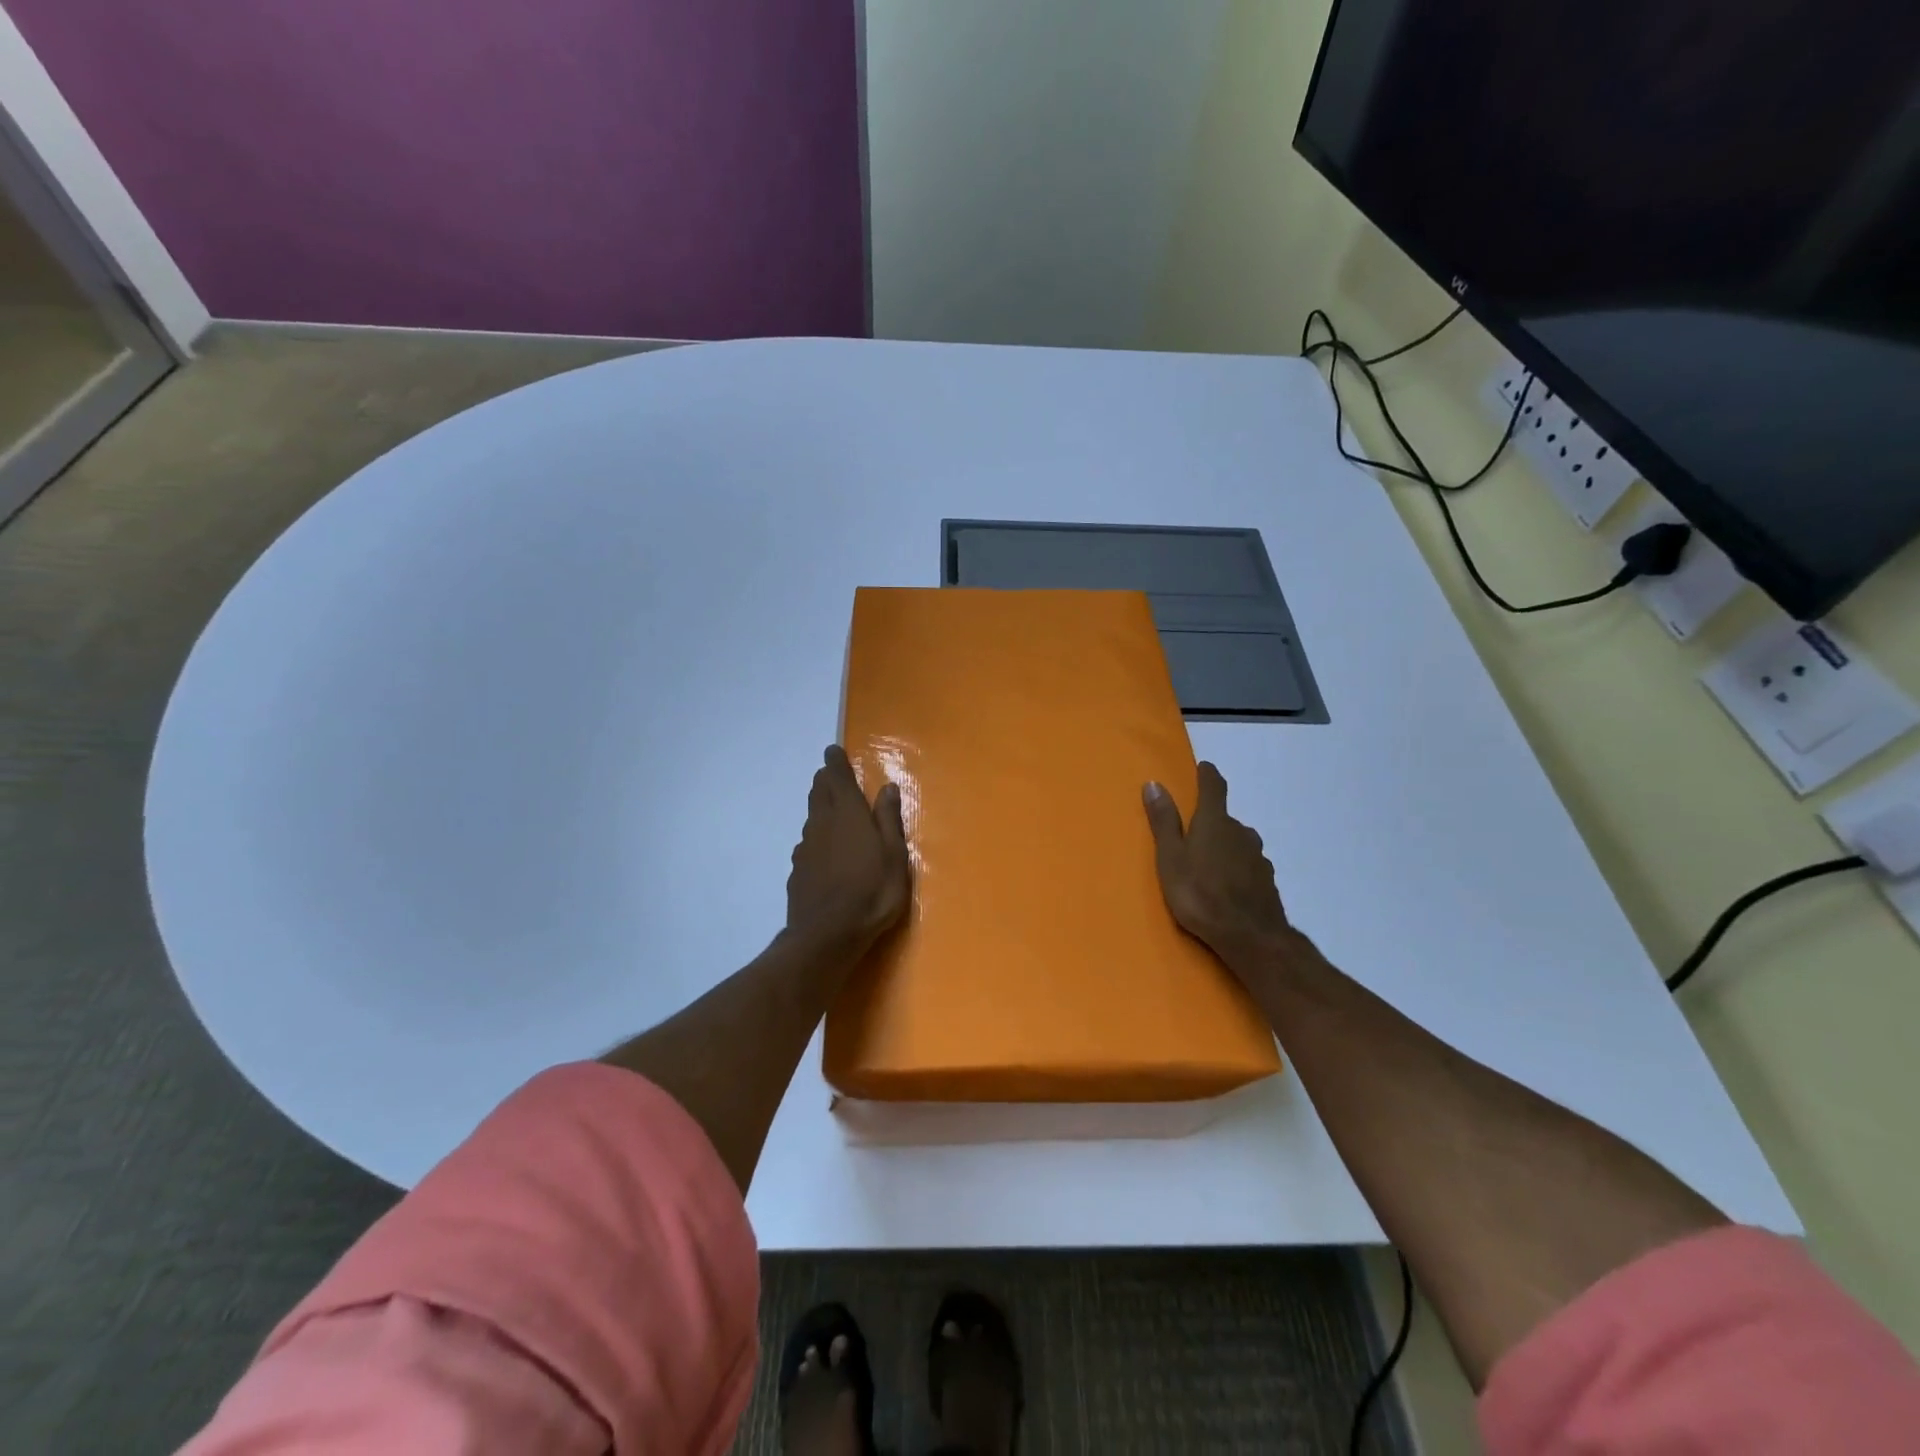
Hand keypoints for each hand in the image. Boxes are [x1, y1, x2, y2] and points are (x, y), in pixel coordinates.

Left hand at [786, 745, 911, 955]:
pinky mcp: (797, 870)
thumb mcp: (894, 856)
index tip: (833, 751)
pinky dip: (815, 838)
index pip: (838, 777)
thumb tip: (887, 787)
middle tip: (831, 776)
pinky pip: (807, 844)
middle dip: (825, 781)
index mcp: (849, 814)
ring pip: (811, 817)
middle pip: (819, 793)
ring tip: (829, 808)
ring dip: (819, 807)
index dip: (835, 762)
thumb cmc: (872, 892)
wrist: (826, 935)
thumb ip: (889, 819)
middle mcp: (823, 823)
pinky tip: (822, 851)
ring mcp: (806, 847)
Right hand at [1143, 762, 1298, 974]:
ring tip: (1208, 865)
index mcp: (1214, 822)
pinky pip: (1248, 866)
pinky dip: (1237, 868)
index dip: (1207, 776)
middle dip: (1210, 822)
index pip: (1213, 787)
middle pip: (1225, 819)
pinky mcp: (1267, 881)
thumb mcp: (1171, 858)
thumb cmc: (1200, 894)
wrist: (1250, 937)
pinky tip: (1227, 886)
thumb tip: (1154, 784)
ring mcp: (1258, 857)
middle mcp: (1240, 832)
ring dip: (1225, 847)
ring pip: (1239, 843)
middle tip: (1192, 836)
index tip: (1203, 768)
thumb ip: (1164, 822)